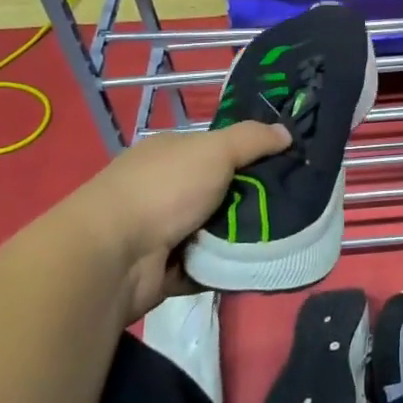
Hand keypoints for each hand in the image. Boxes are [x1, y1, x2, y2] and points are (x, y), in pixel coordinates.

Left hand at [80, 120, 290, 319]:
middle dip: (251, 200)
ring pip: (216, 231)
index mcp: (172, 153)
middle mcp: (165, 188)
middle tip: (290, 207)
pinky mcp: (164, 269)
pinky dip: (224, 268)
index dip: (252, 154)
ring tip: (280, 239)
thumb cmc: (164, 190)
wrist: (112, 258)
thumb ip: (252, 138)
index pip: (219, 148)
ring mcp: (162, 230)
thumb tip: (286, 132)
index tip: (287, 166)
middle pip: (221, 191)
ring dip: (240, 237)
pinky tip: (253, 266)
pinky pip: (206, 266)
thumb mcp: (214, 150)